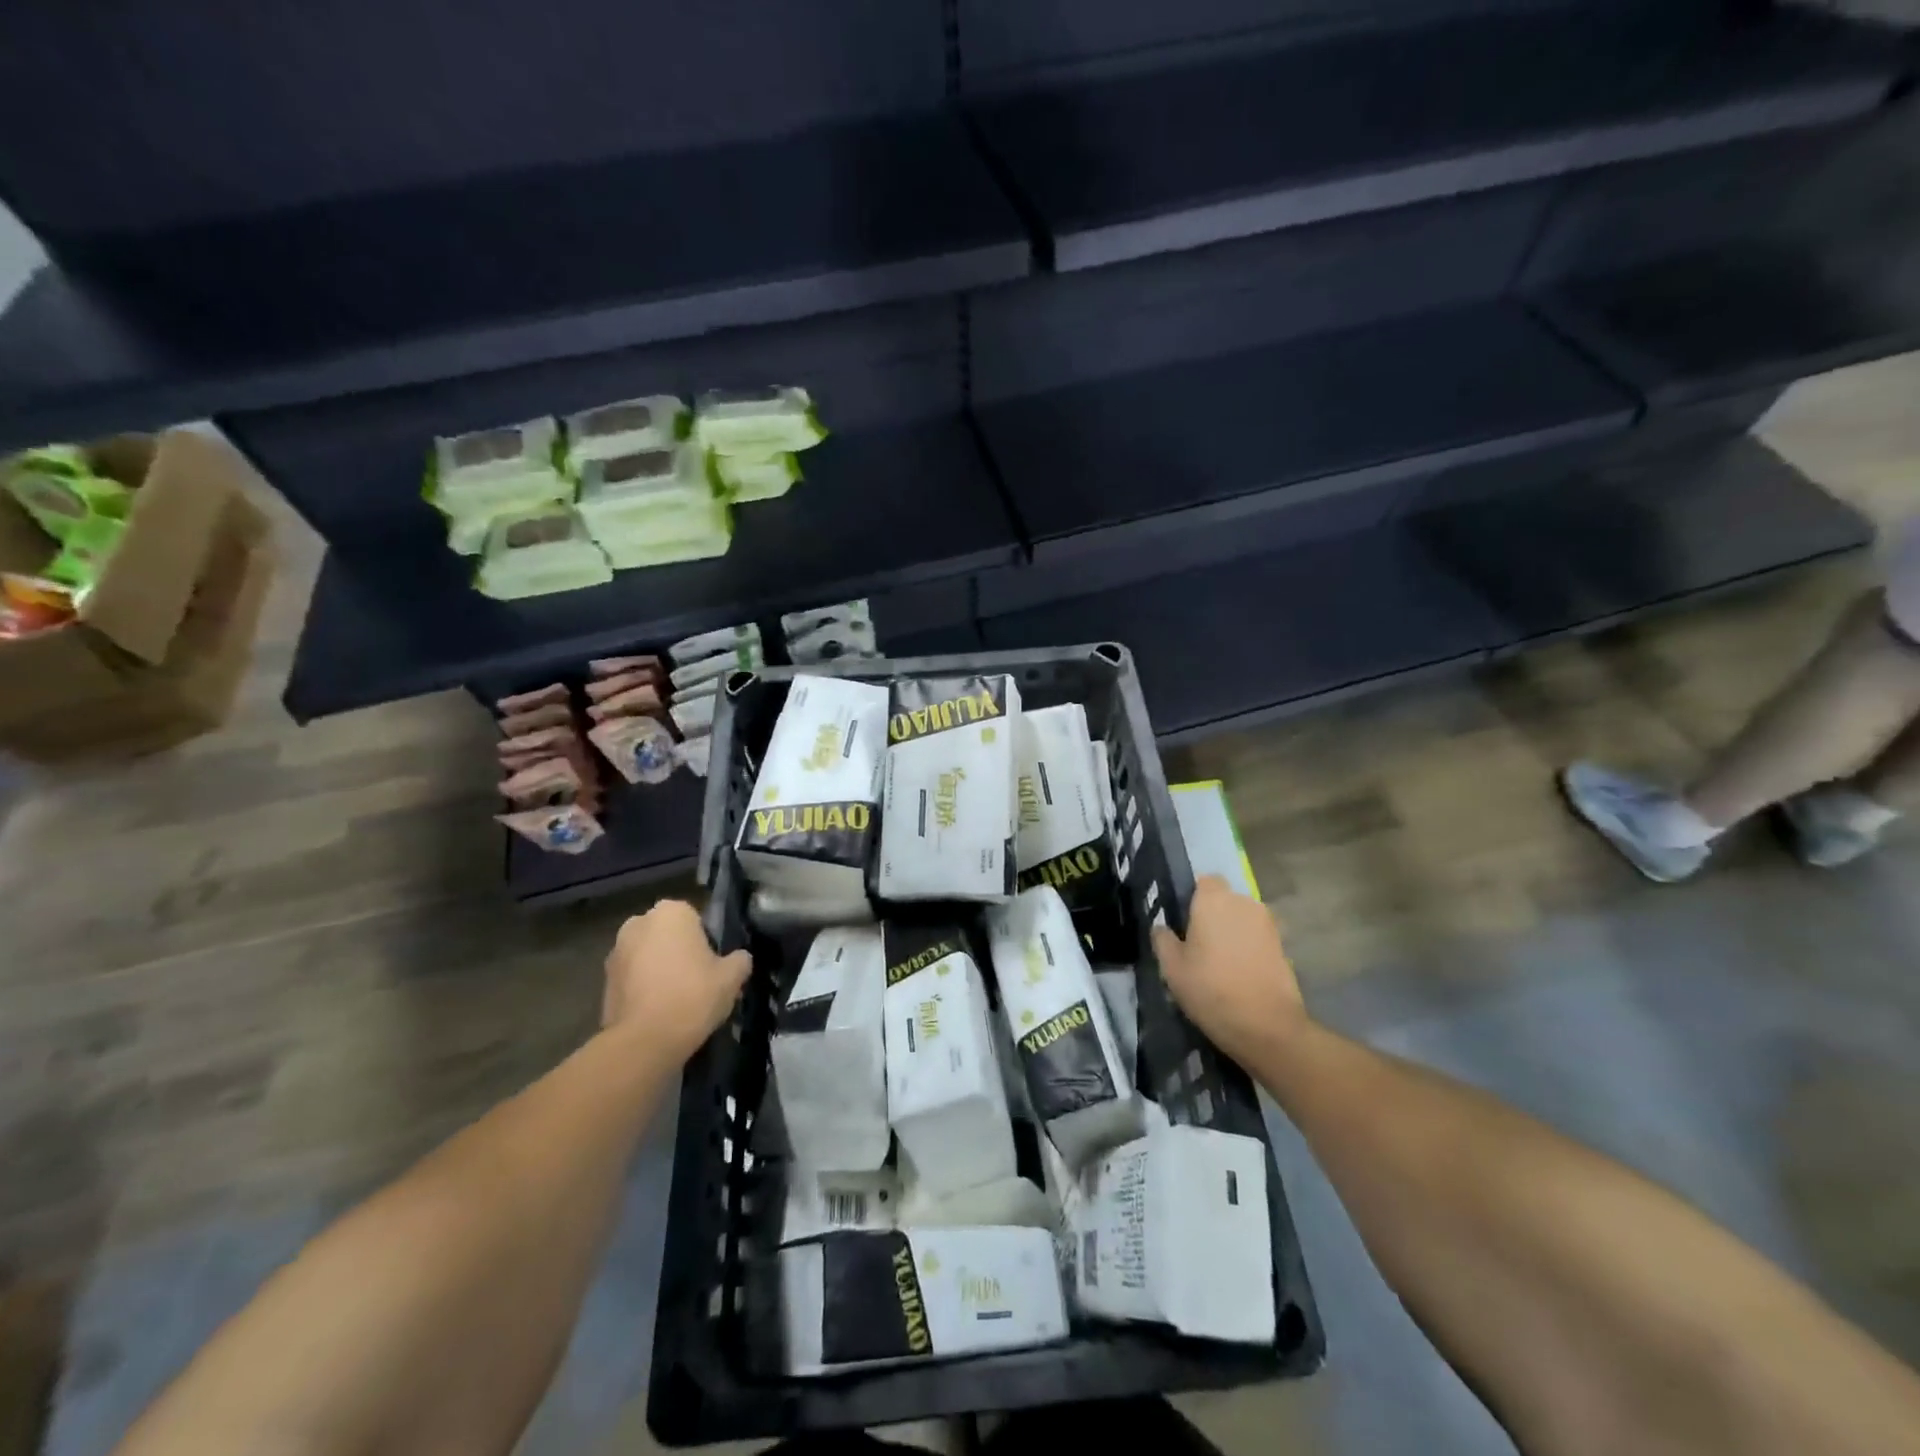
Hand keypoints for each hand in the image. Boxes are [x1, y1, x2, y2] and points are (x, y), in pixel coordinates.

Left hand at [602, 900, 751, 1060]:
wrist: (644, 1042)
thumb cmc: (693, 996)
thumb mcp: (732, 977)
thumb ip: (740, 960)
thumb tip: (739, 959)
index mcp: (672, 911)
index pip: (695, 918)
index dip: (706, 941)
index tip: (713, 964)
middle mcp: (639, 922)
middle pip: (668, 935)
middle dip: (679, 951)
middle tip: (697, 980)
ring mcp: (616, 951)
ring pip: (648, 955)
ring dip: (659, 969)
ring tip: (676, 1000)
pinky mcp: (603, 981)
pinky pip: (632, 978)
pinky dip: (643, 988)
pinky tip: (658, 1011)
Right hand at [1152, 876, 1306, 1066]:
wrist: (1268, 1027)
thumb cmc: (1211, 990)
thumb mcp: (1172, 968)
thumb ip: (1163, 940)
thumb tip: (1162, 928)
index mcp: (1214, 900)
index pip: (1203, 880)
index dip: (1192, 897)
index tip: (1182, 921)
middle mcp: (1244, 903)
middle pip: (1224, 899)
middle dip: (1212, 915)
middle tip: (1196, 944)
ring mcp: (1267, 924)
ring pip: (1241, 919)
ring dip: (1231, 932)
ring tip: (1218, 962)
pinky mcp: (1283, 946)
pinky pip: (1256, 937)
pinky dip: (1247, 948)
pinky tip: (1237, 974)